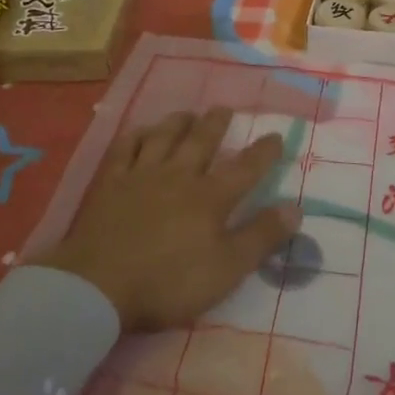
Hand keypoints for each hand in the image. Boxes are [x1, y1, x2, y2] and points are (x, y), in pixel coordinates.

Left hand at [34, 108, 301, 332]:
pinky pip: (125, 148)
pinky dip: (136, 135)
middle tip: (225, 109)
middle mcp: (179, 176)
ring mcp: (141, 175)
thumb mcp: (227, 269)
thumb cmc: (168, 282)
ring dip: (178, 122)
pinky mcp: (111, 183)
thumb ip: (261, 236)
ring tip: (188, 113)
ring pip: (164, 137)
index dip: (263, 152)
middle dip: (216, 123)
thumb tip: (295, 207)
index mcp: (210, 197)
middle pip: (201, 141)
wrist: (99, 286)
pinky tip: (141, 131)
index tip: (276, 135)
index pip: (245, 168)